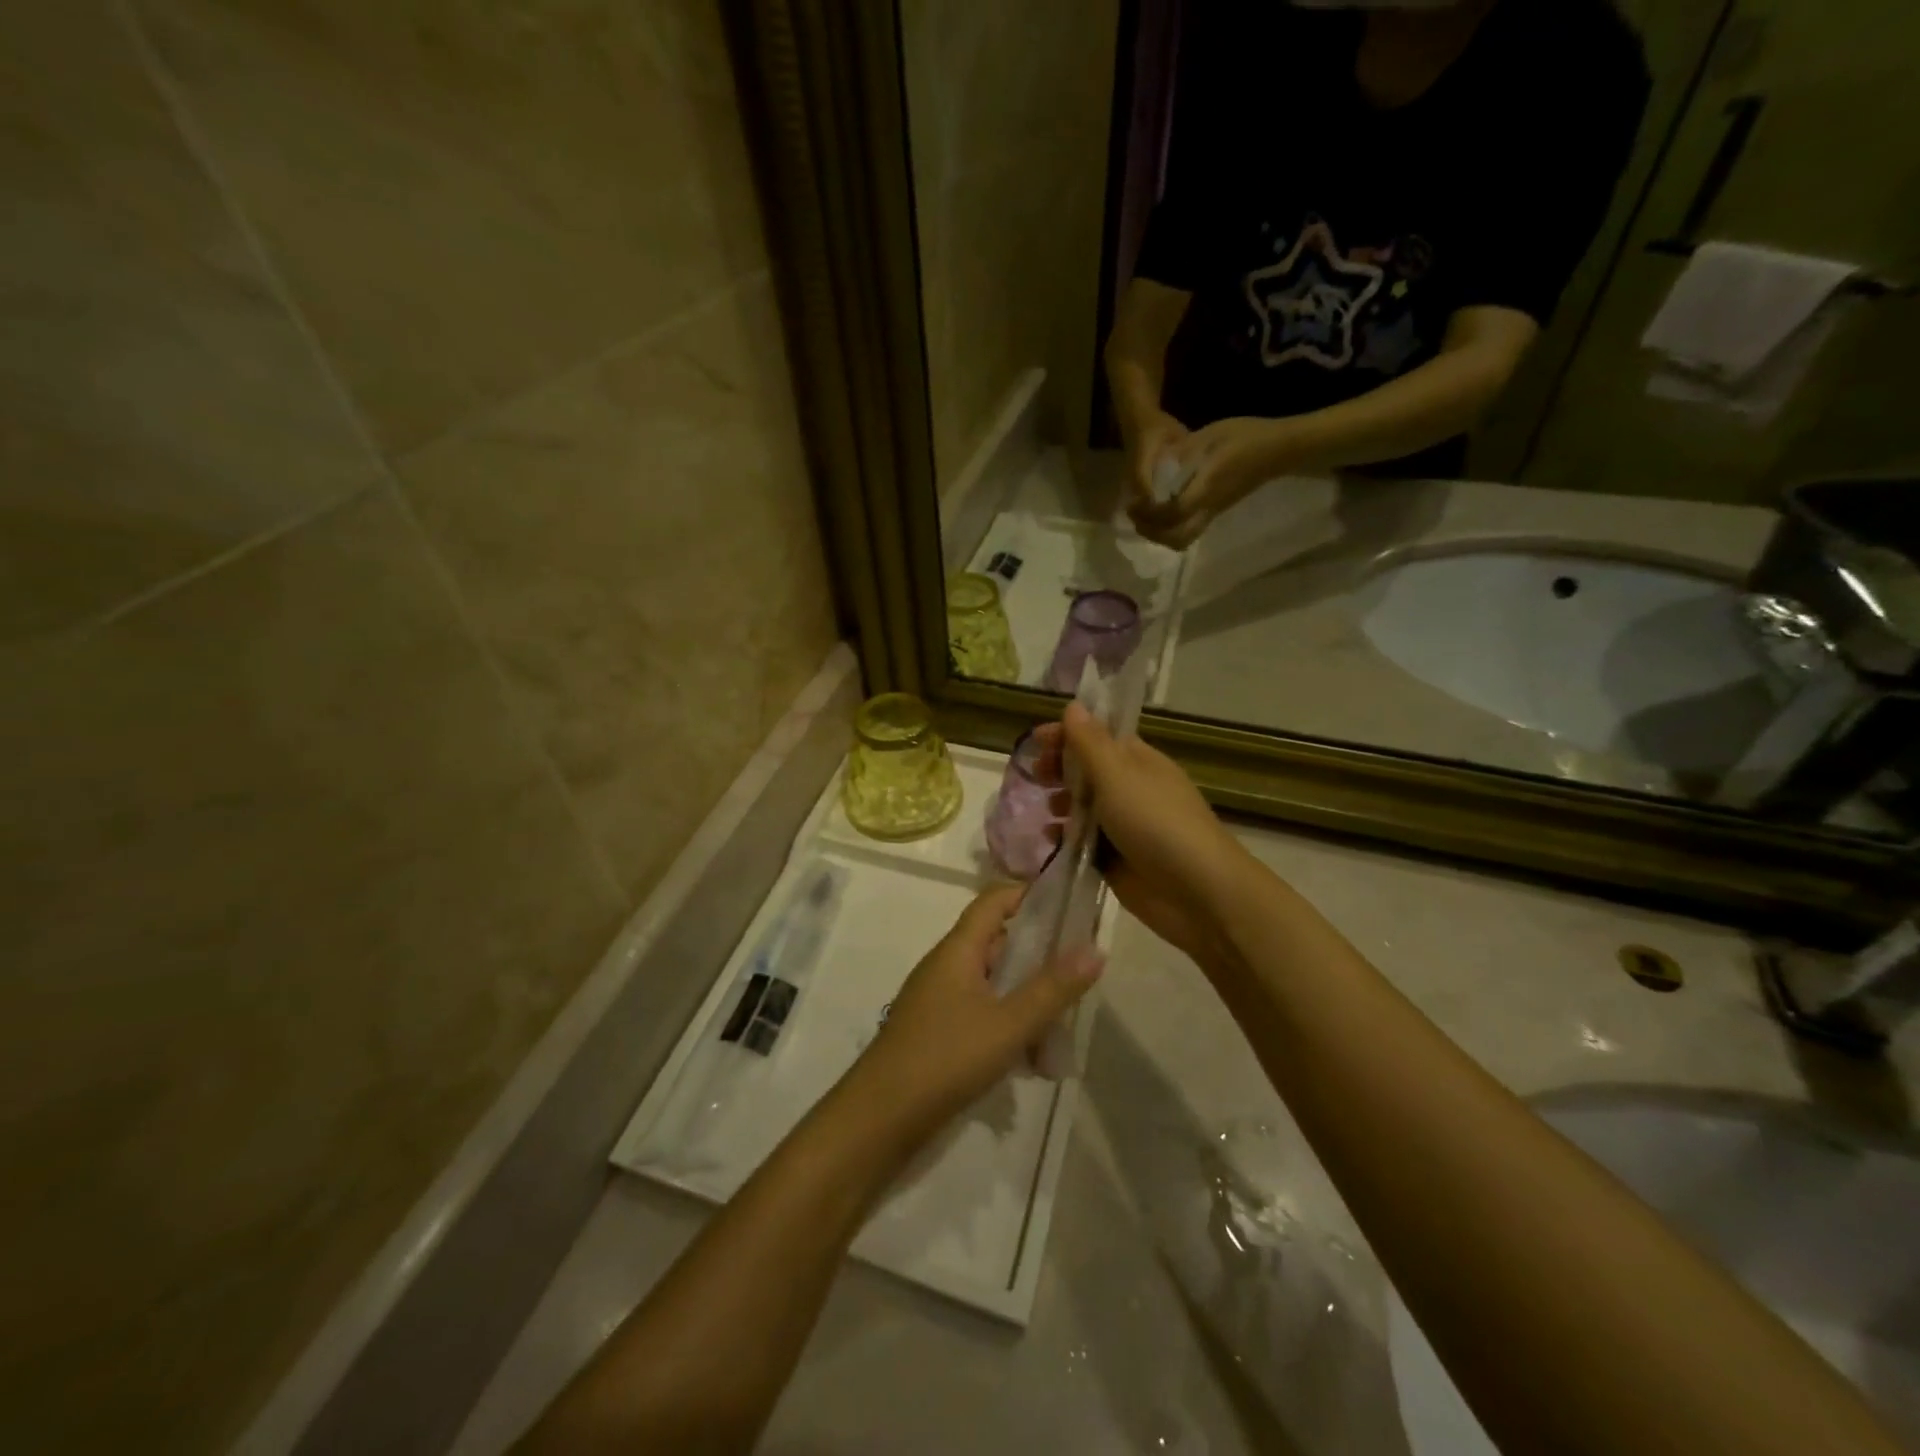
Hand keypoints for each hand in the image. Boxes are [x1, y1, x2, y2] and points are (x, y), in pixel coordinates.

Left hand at [848, 885, 1103, 1136]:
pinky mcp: (937, 1031)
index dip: (1029, 895)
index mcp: (958, 949)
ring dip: (1026, 997)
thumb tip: (1096, 948)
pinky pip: (981, 1012)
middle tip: (1078, 974)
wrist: (880, 1117)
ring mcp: (939, 999)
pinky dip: (1008, 1024)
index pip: (994, 900)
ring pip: (993, 983)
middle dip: (1038, 956)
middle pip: (997, 942)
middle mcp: (947, 965)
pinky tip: (1032, 1060)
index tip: (1070, 908)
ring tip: (1062, 1027)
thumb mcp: (1009, 1024)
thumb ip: (1053, 988)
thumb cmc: (946, 1058)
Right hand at [1033, 705, 1247, 972]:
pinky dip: (1066, 839)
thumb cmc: (1156, 823)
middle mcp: (1131, 789)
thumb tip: (1074, 706)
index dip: (1067, 734)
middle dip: (1060, 770)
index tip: (1035, 741)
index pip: (1098, 736)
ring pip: (1085, 807)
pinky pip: (1085, 842)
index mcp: (1138, 761)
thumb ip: (1090, 743)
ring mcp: (1125, 826)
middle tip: (1036, 776)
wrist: (1197, 892)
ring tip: (1048, 810)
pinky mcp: (1117, 860)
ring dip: (1062, 804)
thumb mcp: (1118, 776)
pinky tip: (1051, 840)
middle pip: (1088, 771)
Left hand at [1129, 416, 1294, 550]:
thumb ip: (1183, 452)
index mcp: (1207, 487)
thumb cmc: (1247, 437)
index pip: (1174, 512)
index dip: (1151, 513)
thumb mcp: (1210, 436)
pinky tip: (1161, 513)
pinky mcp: (1216, 512)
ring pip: (1183, 539)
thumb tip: (1158, 465)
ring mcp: (1214, 512)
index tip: (1135, 503)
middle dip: (1152, 532)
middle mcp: (1209, 506)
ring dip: (1160, 535)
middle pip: (1177, 538)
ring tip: (1145, 518)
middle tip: (1135, 517)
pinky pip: (1189, 530)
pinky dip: (1170, 529)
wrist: (1279, 450)